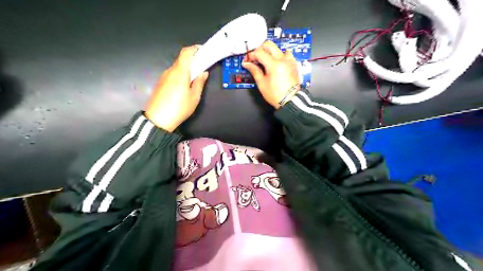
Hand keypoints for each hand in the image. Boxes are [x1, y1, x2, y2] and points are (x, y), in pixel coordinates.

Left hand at [145, 45, 208, 131]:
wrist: (158, 120)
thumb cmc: (178, 108)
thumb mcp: (194, 97)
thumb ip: (199, 82)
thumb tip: (203, 72)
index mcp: (180, 72)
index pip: (186, 52)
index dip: (195, 49)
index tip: (204, 51)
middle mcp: (170, 71)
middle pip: (182, 60)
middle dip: (193, 61)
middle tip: (203, 67)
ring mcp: (164, 77)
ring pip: (177, 68)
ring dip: (187, 69)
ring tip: (195, 79)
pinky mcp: (161, 83)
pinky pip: (172, 74)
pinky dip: (181, 75)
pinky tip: (185, 86)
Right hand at [243, 40, 300, 107]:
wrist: (290, 101)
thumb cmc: (275, 95)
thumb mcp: (262, 84)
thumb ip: (254, 71)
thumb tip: (247, 64)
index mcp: (273, 64)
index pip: (259, 53)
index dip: (251, 55)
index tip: (247, 61)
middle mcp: (282, 59)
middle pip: (269, 45)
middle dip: (260, 49)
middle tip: (255, 58)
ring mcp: (289, 60)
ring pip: (278, 48)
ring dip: (270, 52)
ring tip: (265, 61)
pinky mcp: (293, 64)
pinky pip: (286, 54)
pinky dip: (280, 55)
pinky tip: (277, 62)